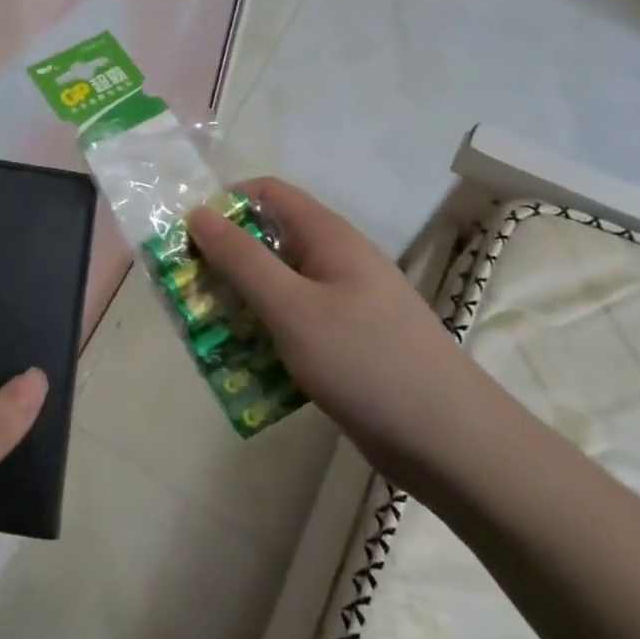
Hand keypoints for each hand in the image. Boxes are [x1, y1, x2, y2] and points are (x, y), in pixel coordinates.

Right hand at [186, 178, 490, 489]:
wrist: (452, 445)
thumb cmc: (367, 362)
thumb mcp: (292, 308)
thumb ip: (241, 260)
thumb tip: (198, 213)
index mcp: (329, 237)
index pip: (267, 193)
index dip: (224, 204)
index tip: (188, 237)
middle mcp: (336, 261)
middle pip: (268, 240)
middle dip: (223, 259)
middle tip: (188, 289)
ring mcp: (343, 303)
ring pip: (277, 284)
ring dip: (239, 300)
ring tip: (205, 329)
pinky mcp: (344, 342)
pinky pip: (291, 321)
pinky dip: (263, 331)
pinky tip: (243, 361)